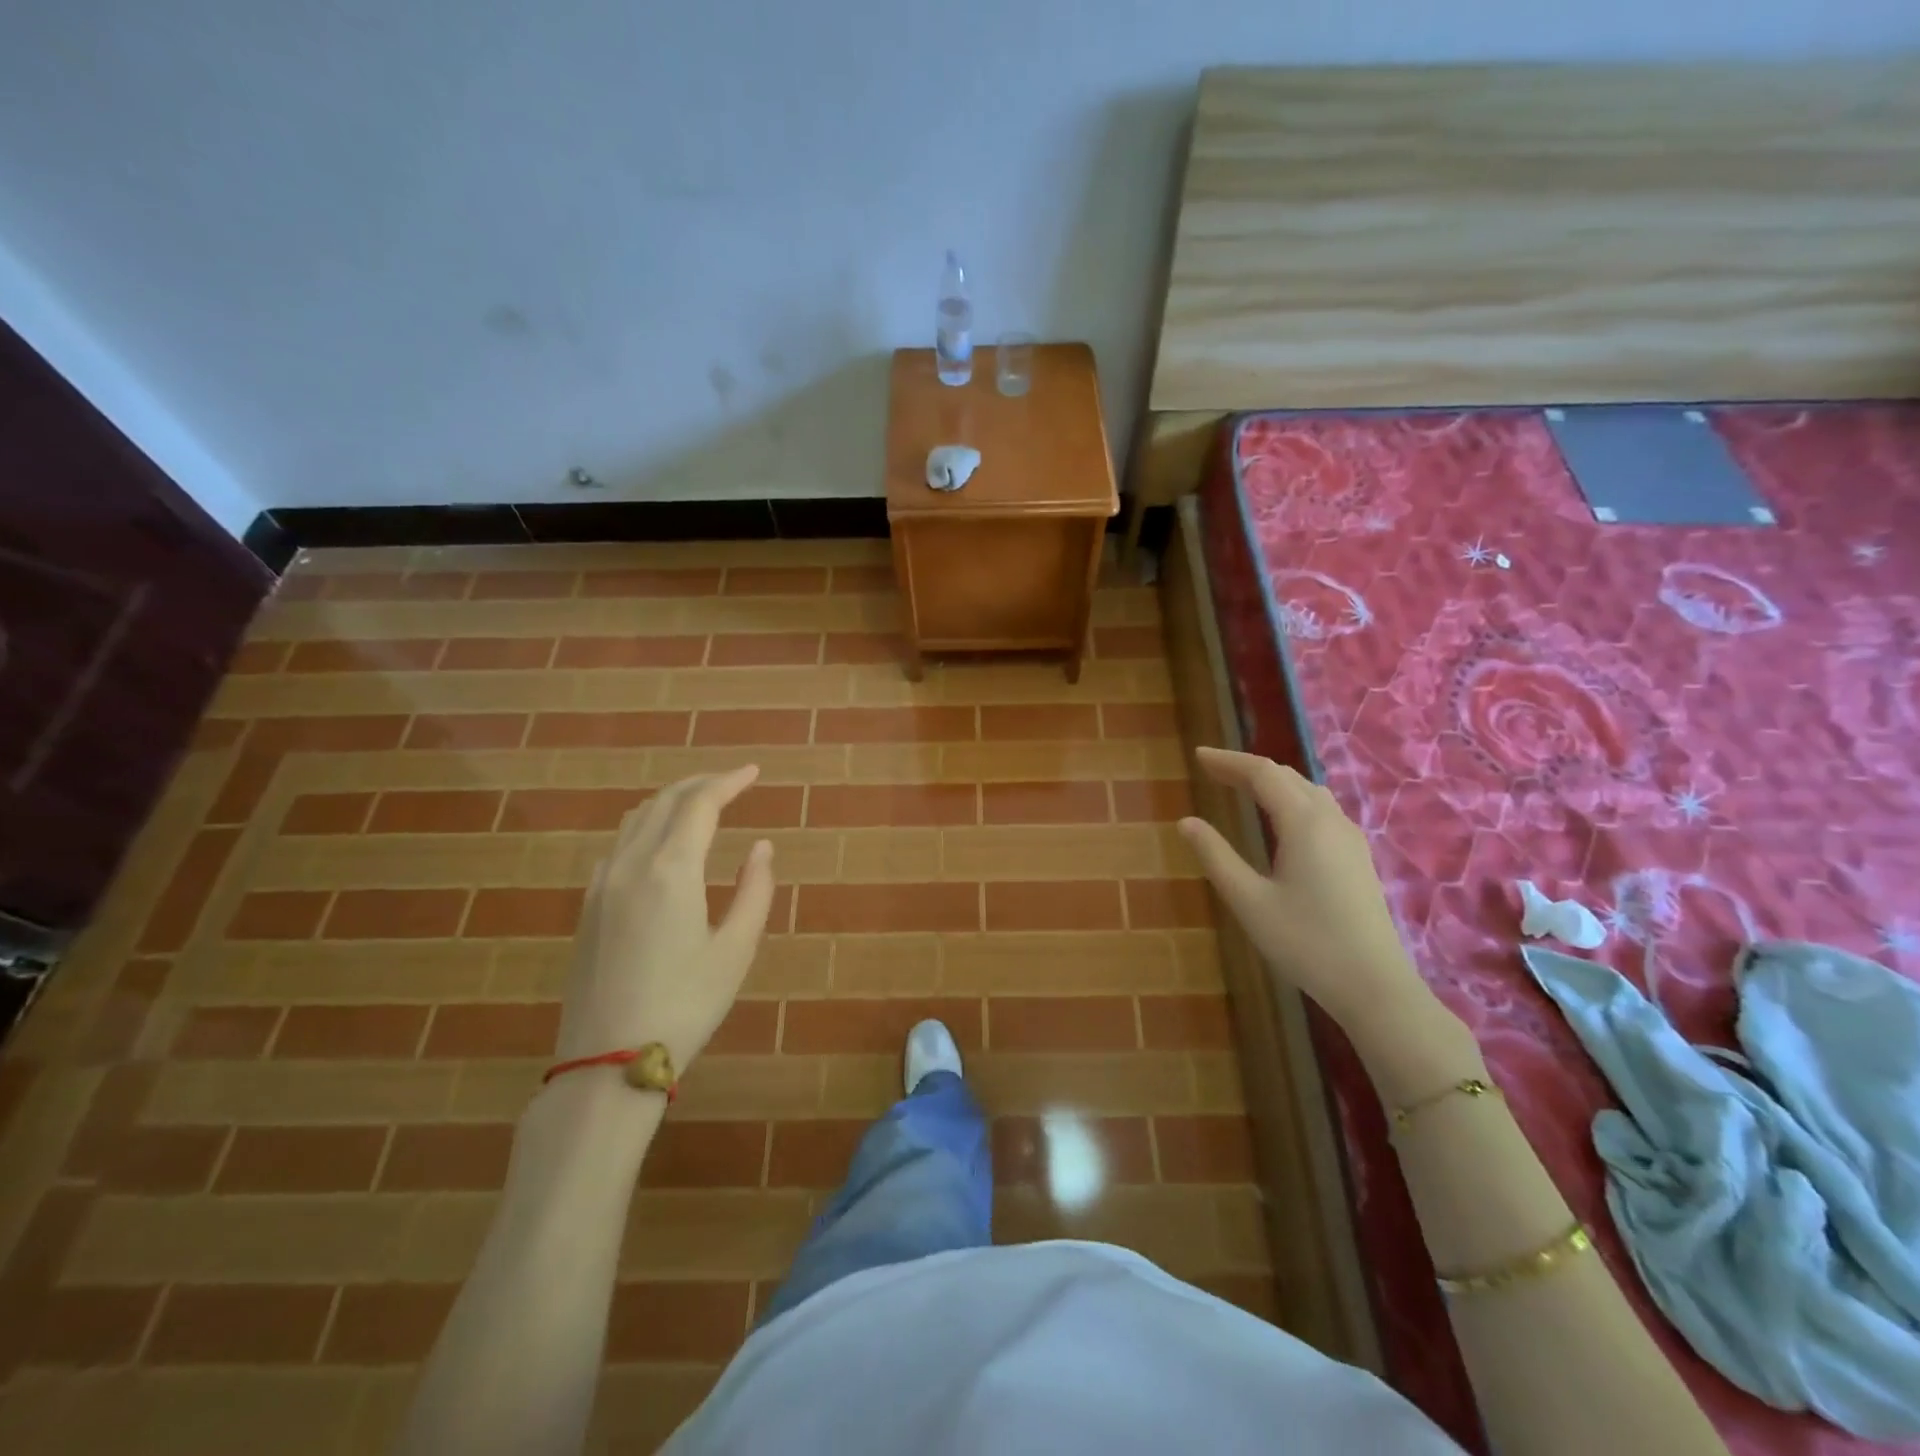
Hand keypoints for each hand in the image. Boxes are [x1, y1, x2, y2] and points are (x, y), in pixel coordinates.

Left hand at [554, 765, 775, 1074]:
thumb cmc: (685, 1005)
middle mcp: (631, 864)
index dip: (729, 782)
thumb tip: (761, 847)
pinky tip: (659, 845)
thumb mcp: (735, 950)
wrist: (607, 1061)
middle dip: (700, 784)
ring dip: (671, 802)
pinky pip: (618, 845)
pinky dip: (645, 827)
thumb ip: (754, 890)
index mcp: (671, 870)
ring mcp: (602, 884)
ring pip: (635, 819)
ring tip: (701, 806)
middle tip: (732, 782)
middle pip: (665, 802)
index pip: (700, 804)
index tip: (753, 772)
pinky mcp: (588, 906)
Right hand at [1178, 747, 1429, 1036]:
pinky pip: (1320, 809)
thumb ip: (1216, 856)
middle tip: (1212, 771)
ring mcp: (1350, 838)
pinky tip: (1281, 818)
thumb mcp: (1249, 901)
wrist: (1374, 985)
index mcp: (1304, 823)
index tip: (1198, 757)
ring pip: (1308, 791)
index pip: (1263, 773)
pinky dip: (1291, 798)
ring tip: (1241, 787)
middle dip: (1247, 768)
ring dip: (1272, 782)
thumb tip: (1186, 822)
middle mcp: (1331, 820)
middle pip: (1287, 776)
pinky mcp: (1357, 857)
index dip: (1228, 761)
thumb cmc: (1305, 942)